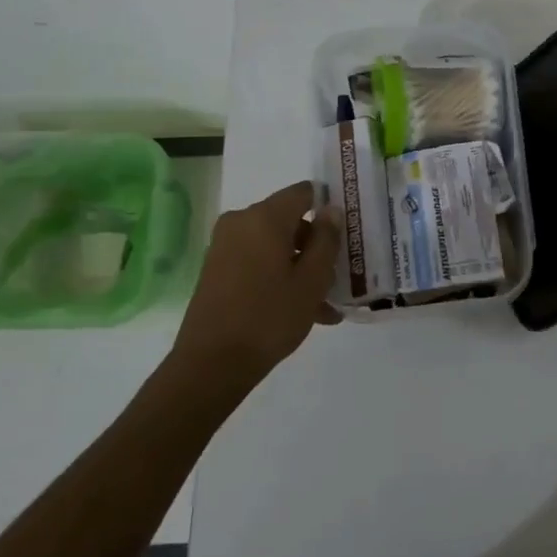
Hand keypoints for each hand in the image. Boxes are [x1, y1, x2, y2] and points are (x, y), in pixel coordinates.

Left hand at [171, 181, 341, 389]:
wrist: (211, 364)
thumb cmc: (269, 317)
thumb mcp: (312, 281)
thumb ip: (326, 240)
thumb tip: (331, 210)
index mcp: (265, 217)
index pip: (304, 192)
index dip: (327, 207)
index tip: (345, 233)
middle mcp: (241, 223)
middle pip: (290, 221)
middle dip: (315, 246)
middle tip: (336, 278)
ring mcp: (225, 247)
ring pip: (275, 246)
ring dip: (300, 268)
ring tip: (323, 305)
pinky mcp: (217, 270)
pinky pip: (258, 262)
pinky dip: (279, 277)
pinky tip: (300, 311)